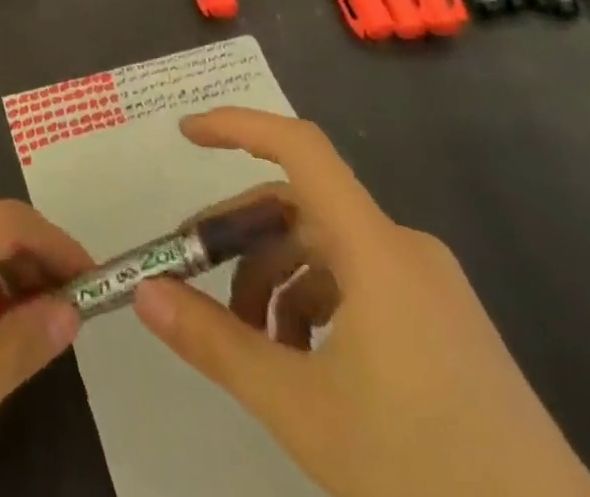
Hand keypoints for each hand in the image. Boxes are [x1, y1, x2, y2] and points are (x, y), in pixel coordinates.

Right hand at [132, 109, 589, 496]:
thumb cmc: (427, 475)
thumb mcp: (302, 409)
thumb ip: (215, 342)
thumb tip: (143, 293)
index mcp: (377, 250)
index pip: (299, 148)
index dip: (238, 126)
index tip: (185, 135)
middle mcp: (405, 251)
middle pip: (301, 207)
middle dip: (242, 235)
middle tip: (194, 273)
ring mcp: (430, 289)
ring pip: (327, 251)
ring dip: (275, 280)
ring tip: (248, 342)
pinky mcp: (446, 328)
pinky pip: (360, 285)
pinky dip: (314, 304)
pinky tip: (301, 362)